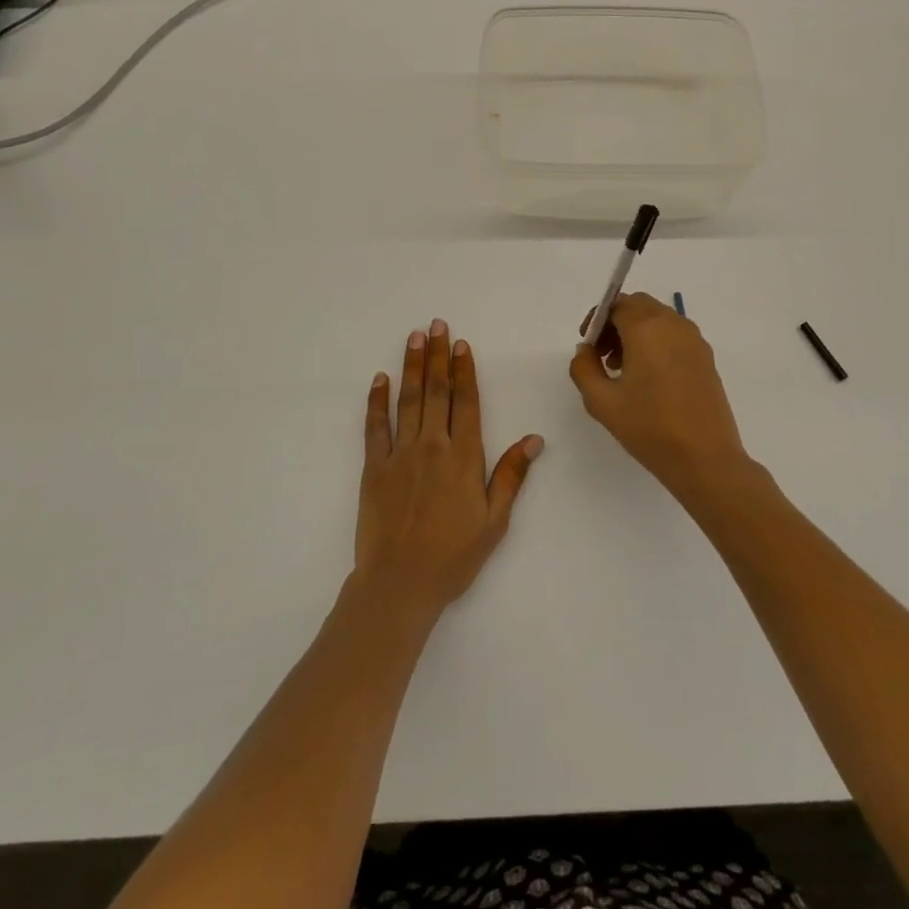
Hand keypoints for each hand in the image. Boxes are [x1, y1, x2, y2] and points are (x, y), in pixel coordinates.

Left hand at [355, 319, 543, 617]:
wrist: (400, 584)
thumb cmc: (453, 556)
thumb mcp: (494, 521)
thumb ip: (511, 476)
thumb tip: (534, 439)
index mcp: (464, 457)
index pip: (466, 402)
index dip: (464, 370)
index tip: (460, 343)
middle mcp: (432, 446)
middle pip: (436, 391)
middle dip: (437, 355)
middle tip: (435, 324)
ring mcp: (400, 454)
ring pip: (408, 400)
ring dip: (412, 366)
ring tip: (413, 337)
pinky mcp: (374, 468)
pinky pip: (376, 427)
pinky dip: (377, 401)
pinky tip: (380, 379)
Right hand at [569, 293, 749, 500]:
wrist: (705, 459)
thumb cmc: (650, 428)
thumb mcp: (602, 402)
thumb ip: (584, 368)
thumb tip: (586, 350)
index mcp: (647, 328)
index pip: (617, 304)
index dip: (597, 319)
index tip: (588, 347)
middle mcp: (673, 324)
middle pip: (639, 306)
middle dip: (616, 323)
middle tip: (603, 356)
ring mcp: (694, 340)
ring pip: (658, 319)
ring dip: (636, 333)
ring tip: (624, 371)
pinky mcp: (706, 357)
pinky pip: (675, 335)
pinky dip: (657, 343)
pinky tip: (649, 380)